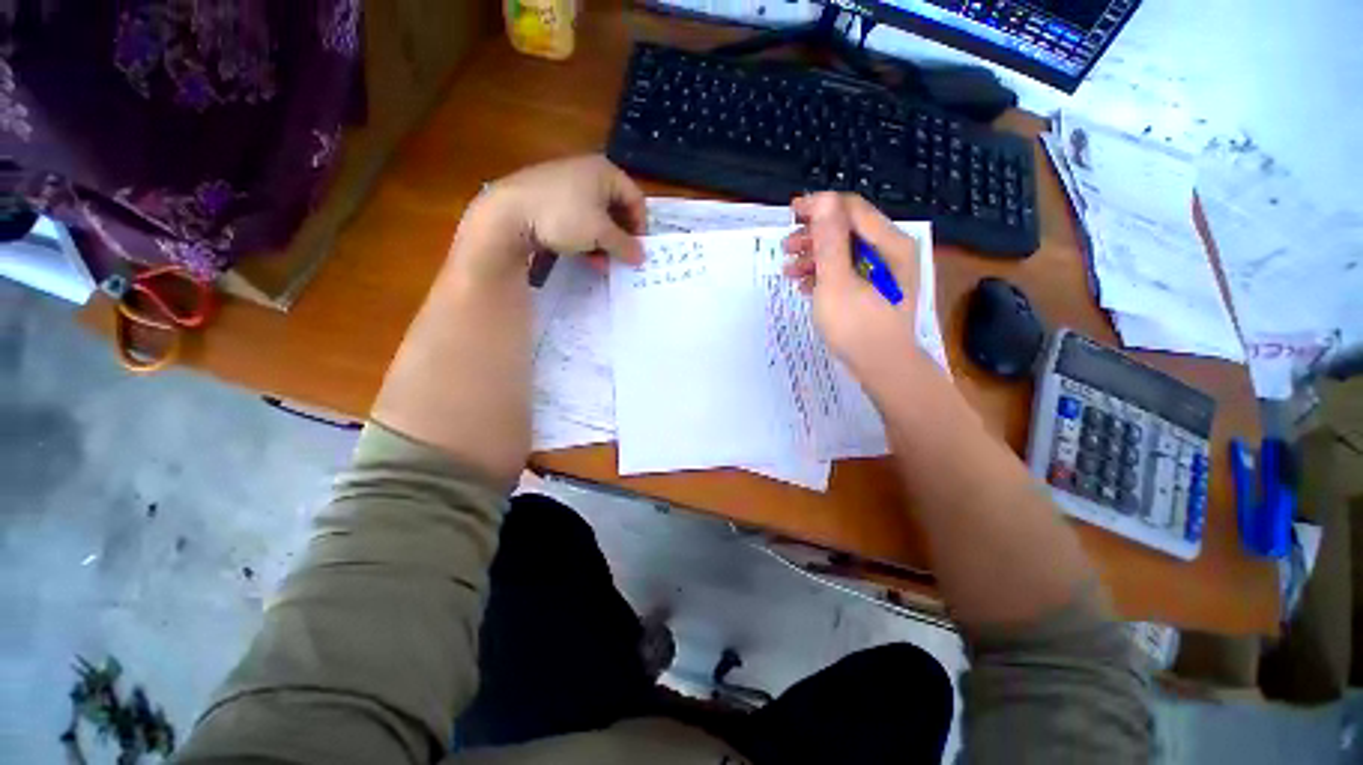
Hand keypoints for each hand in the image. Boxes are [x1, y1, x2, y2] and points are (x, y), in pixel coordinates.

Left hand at [455, 155, 646, 279]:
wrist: (507, 214)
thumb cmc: (564, 216)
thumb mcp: (600, 233)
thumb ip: (625, 245)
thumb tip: (642, 257)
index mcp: (604, 171)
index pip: (635, 199)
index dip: (641, 226)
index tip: (639, 249)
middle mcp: (586, 172)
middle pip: (616, 208)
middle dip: (620, 237)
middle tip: (622, 258)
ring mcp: (565, 185)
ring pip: (596, 217)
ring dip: (603, 242)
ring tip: (602, 263)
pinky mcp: (548, 199)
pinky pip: (576, 219)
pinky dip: (585, 238)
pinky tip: (584, 256)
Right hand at [783, 193, 920, 378]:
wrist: (883, 368)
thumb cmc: (858, 326)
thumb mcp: (837, 282)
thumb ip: (829, 241)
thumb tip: (823, 200)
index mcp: (889, 243)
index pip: (851, 209)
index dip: (820, 206)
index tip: (791, 213)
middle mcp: (891, 252)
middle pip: (848, 231)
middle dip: (814, 237)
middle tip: (786, 247)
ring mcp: (884, 273)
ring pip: (845, 253)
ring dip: (815, 258)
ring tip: (789, 270)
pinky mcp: (874, 291)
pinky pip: (847, 273)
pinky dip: (825, 276)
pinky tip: (804, 286)